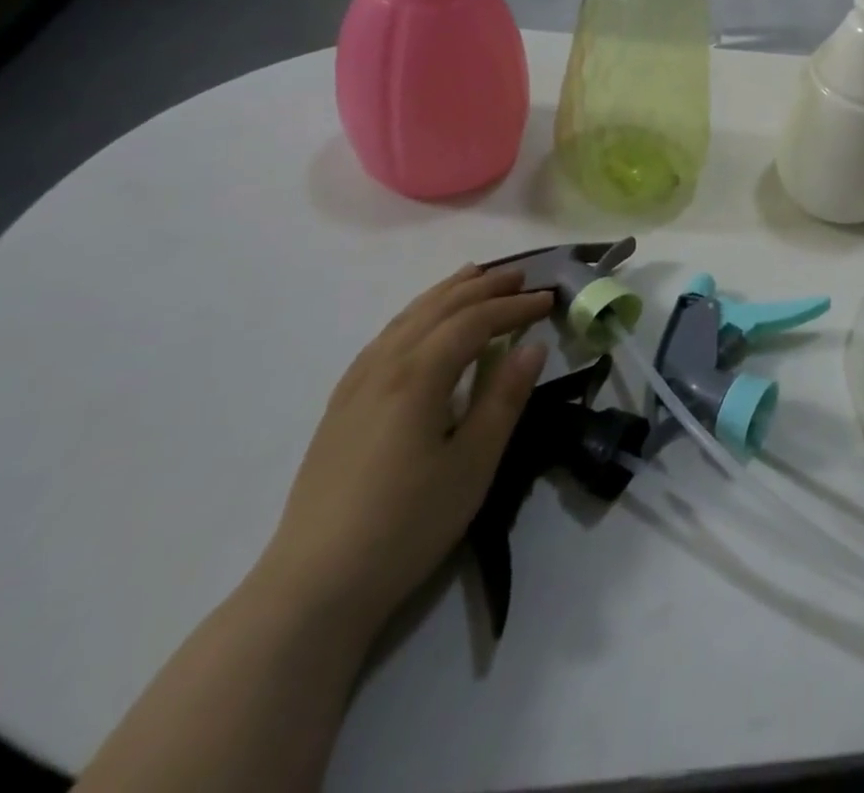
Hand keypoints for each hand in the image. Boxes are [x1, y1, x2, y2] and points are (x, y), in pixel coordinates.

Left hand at [256, 266, 552, 633]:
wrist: (313, 586)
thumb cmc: (406, 524)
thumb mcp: (472, 464)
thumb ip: (504, 399)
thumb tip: (533, 346)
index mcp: (418, 376)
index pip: (474, 321)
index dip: (514, 307)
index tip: (549, 300)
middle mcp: (384, 366)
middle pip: (438, 309)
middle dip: (483, 288)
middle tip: (521, 277)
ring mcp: (355, 385)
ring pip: (406, 318)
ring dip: (446, 293)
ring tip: (475, 276)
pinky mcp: (340, 406)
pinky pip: (384, 337)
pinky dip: (414, 315)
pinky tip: (420, 323)